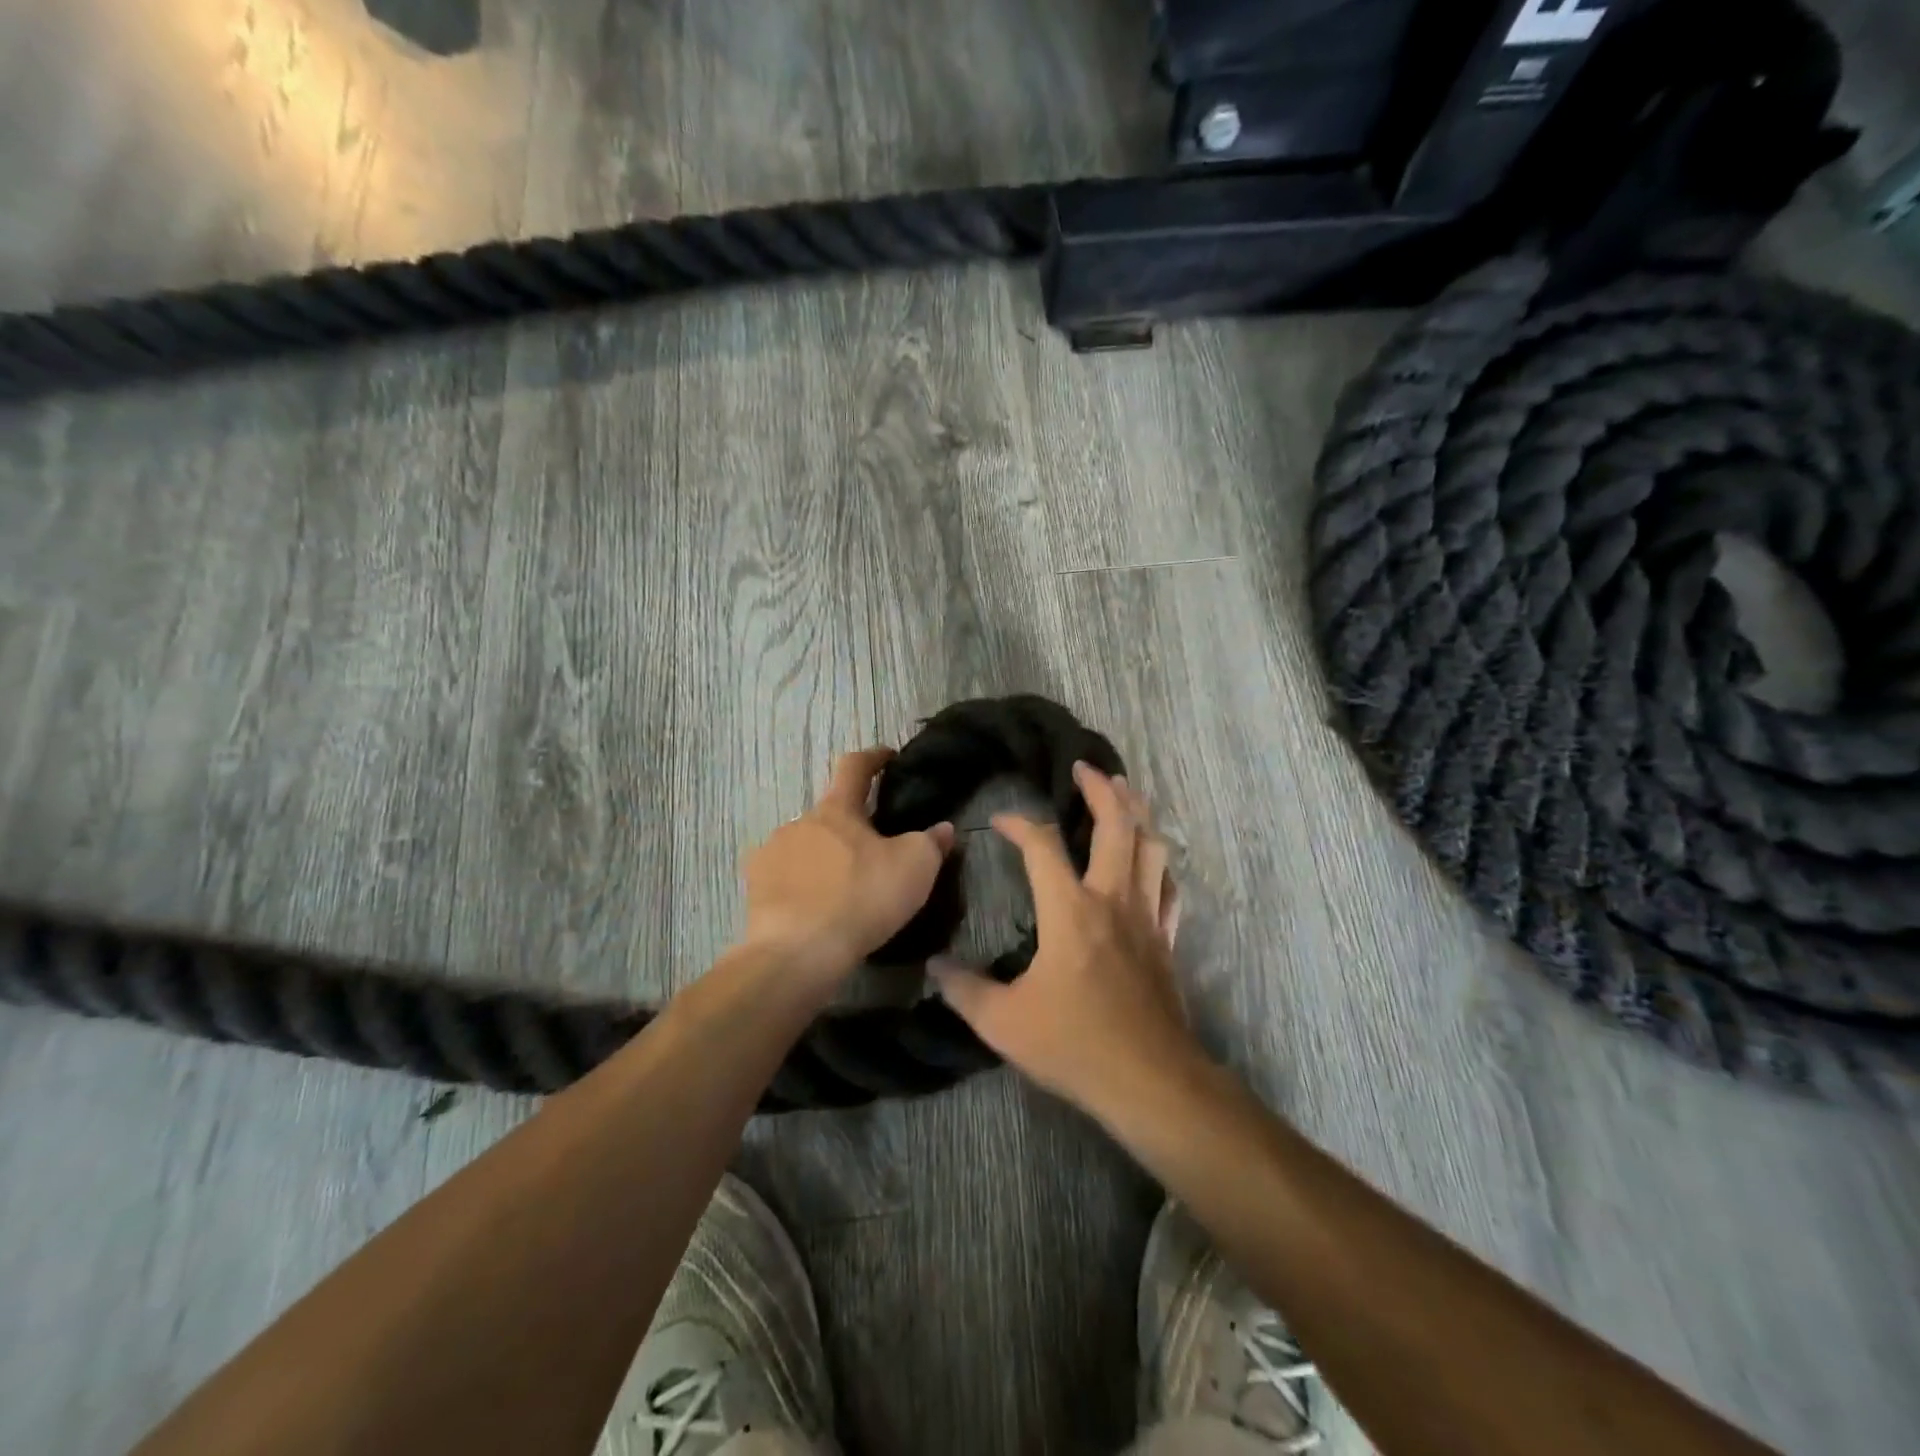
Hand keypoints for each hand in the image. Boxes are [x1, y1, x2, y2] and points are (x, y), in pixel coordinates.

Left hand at [740, 748, 955, 988]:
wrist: (798, 953)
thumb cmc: (861, 899)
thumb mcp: (915, 869)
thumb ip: (931, 843)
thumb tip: (943, 828)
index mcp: (837, 809)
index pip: (854, 767)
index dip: (873, 757)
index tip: (887, 757)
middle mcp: (799, 822)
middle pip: (829, 813)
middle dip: (850, 825)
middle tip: (873, 851)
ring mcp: (771, 853)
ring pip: (805, 845)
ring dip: (824, 856)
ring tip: (842, 887)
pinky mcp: (755, 887)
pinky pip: (783, 876)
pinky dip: (800, 883)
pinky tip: (813, 907)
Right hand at [931, 762, 1193, 1112]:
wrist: (1151, 1081)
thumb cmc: (1075, 1045)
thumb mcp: (1003, 1023)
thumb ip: (965, 989)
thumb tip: (936, 965)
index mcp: (1070, 910)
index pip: (1042, 846)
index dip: (1020, 824)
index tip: (1001, 820)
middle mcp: (1112, 899)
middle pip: (1117, 825)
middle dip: (1102, 789)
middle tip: (1085, 767)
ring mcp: (1146, 916)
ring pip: (1152, 846)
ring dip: (1138, 812)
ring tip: (1126, 792)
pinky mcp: (1167, 939)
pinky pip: (1169, 885)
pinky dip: (1159, 862)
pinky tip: (1152, 859)